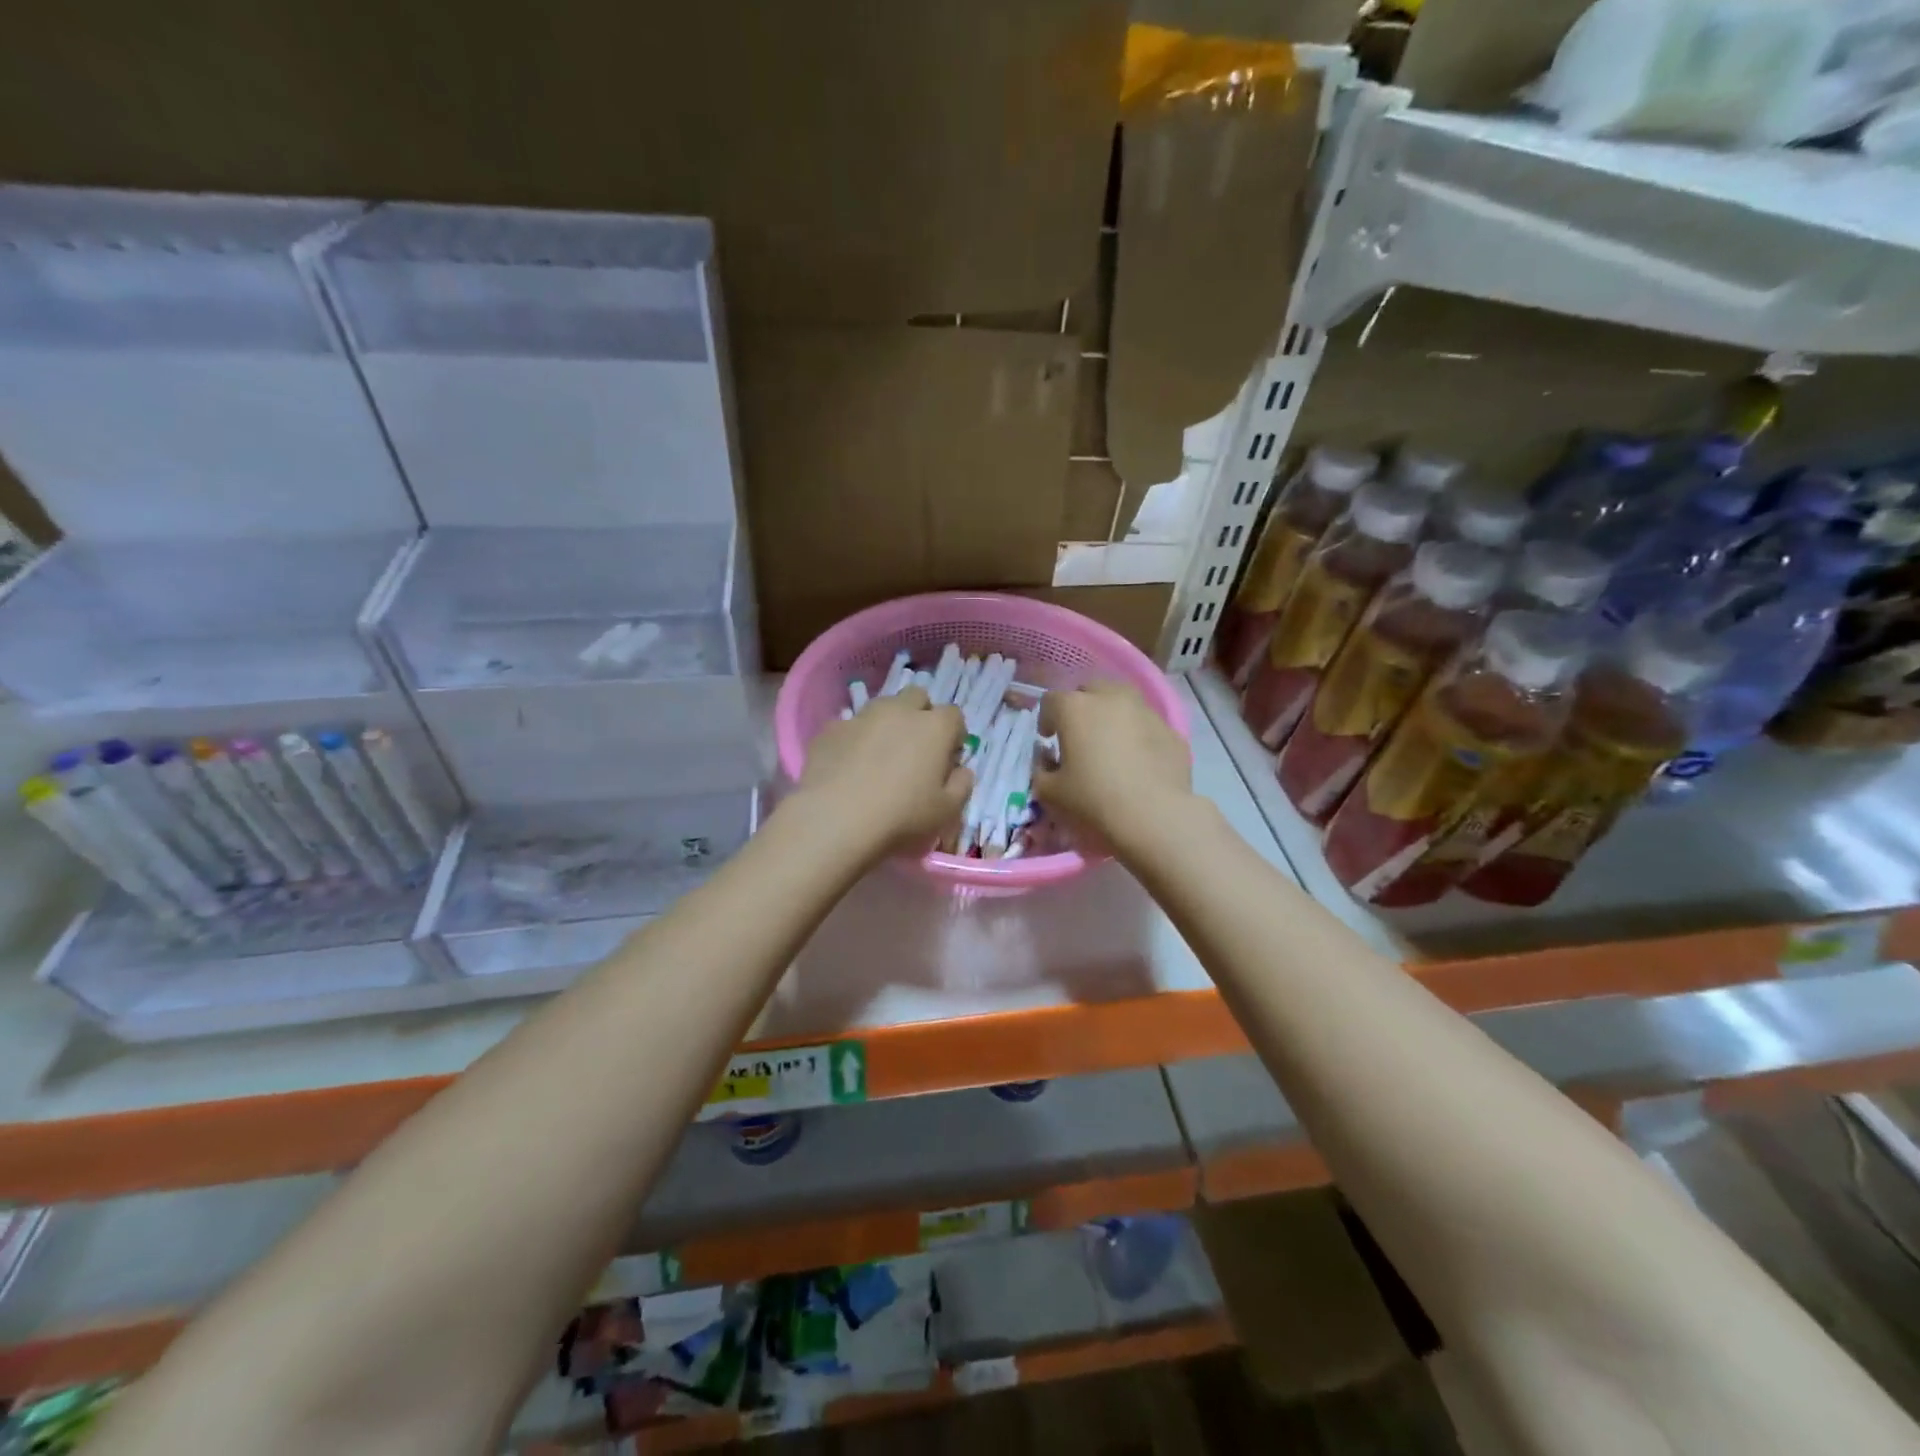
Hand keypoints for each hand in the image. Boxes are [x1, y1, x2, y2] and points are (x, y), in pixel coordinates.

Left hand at [794, 687, 971, 856]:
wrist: (834, 818)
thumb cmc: (901, 816)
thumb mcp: (946, 812)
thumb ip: (961, 786)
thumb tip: (962, 771)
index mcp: (934, 727)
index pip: (954, 715)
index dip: (954, 734)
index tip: (948, 757)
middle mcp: (899, 711)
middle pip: (917, 697)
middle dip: (921, 715)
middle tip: (916, 748)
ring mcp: (862, 716)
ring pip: (882, 707)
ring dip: (888, 723)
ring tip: (880, 756)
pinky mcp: (830, 729)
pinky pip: (850, 726)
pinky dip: (856, 739)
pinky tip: (849, 766)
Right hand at [1037, 681, 1192, 855]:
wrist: (1154, 816)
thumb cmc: (1093, 800)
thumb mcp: (1050, 792)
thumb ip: (1041, 771)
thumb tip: (1047, 761)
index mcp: (1075, 708)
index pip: (1051, 700)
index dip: (1046, 719)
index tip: (1048, 740)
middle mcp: (1111, 698)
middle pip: (1090, 689)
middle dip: (1082, 707)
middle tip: (1080, 735)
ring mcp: (1146, 711)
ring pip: (1123, 701)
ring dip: (1112, 715)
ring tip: (1112, 744)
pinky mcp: (1171, 730)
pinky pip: (1147, 725)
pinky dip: (1139, 735)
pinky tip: (1139, 762)